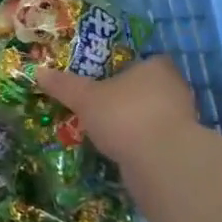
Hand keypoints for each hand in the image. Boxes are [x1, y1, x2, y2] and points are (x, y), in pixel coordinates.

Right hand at [36, 55, 197, 170]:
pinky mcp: (182, 146)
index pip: (145, 60)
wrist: (161, 161)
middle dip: (130, 95)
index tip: (107, 79)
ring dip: (136, 121)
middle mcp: (175, 87)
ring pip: (154, 114)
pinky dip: (142, 142)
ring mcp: (183, 118)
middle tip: (103, 104)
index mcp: (156, 67)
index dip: (127, 68)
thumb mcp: (86, 98)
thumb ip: (64, 85)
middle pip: (150, 87)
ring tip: (108, 130)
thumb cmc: (124, 114)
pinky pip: (157, 137)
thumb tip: (38, 71)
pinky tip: (123, 150)